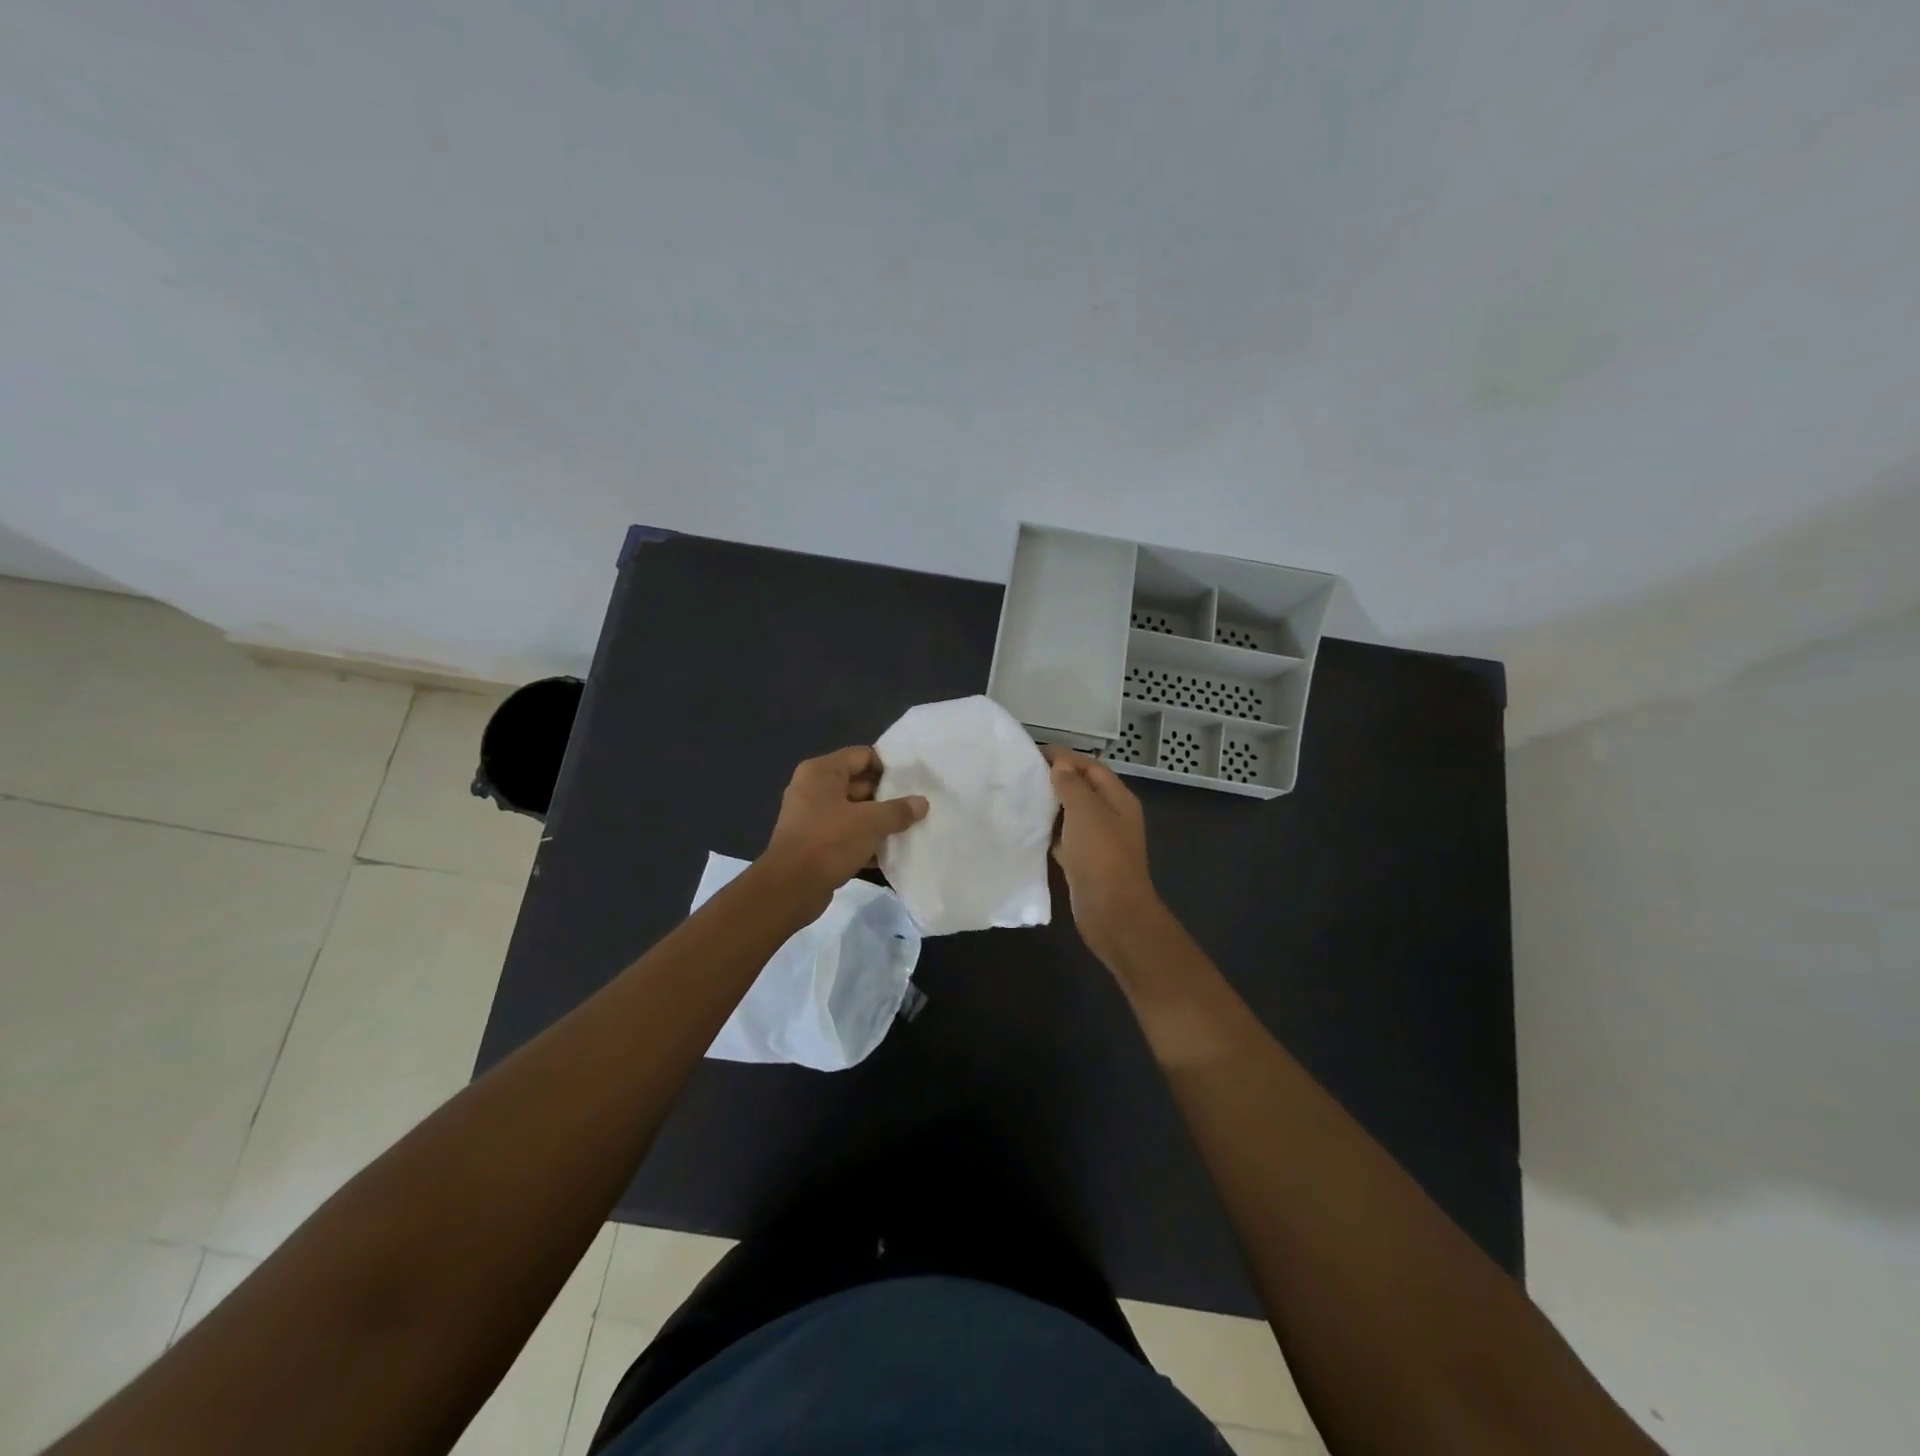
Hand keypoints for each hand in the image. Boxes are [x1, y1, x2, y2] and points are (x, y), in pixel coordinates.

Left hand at [761, 746, 927, 908]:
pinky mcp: (812, 842)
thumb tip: (922, 803)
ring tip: (908, 830)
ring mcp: (810, 816)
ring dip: (877, 821)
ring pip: (853, 811)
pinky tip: (888, 853)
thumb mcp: (871, 823)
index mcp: (822, 772)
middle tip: (915, 808)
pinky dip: (863, 840)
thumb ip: (899, 811)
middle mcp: (813, 788)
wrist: (790, 889)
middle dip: (887, 797)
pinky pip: (844, 833)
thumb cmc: (830, 842)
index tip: (912, 783)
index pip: (862, 755)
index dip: (889, 767)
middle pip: (858, 783)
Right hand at [1042, 746, 1161, 961]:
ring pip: (1072, 814)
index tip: (1033, 752)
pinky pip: (1065, 838)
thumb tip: (1060, 764)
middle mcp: (1111, 816)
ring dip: (1051, 805)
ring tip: (1020, 796)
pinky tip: (1028, 828)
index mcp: (1119, 799)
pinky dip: (1049, 831)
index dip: (1065, 756)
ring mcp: (1099, 841)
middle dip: (1056, 778)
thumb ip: (1071, 784)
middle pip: (1083, 788)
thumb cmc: (1101, 855)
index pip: (1092, 766)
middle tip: (1022, 773)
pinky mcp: (1085, 862)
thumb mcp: (1086, 811)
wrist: (1112, 912)